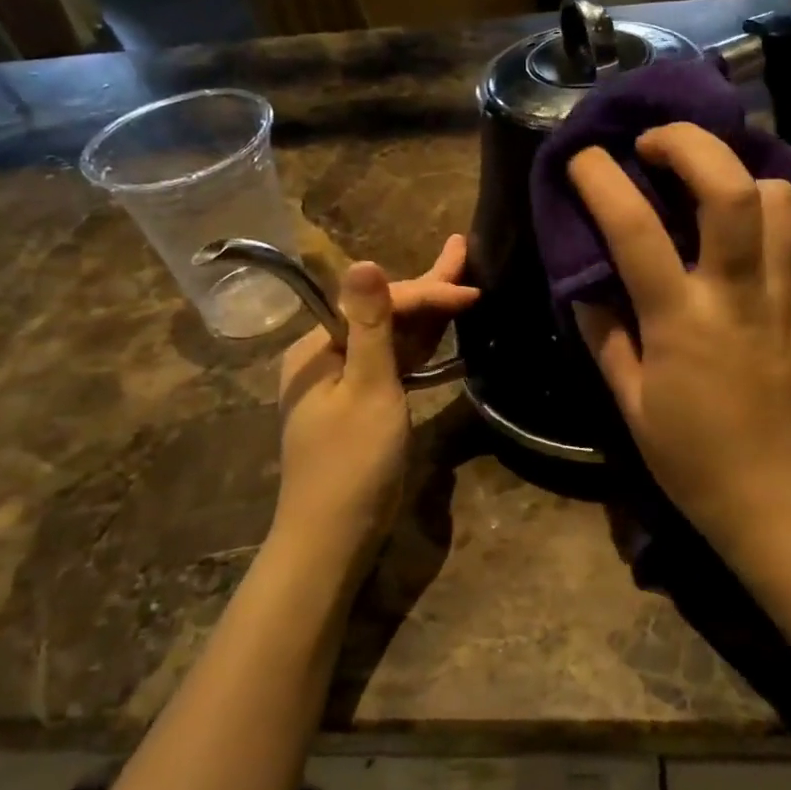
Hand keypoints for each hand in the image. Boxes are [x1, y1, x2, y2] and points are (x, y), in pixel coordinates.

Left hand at [274, 235, 477, 559]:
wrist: (334, 537)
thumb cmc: (352, 464)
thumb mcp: (368, 390)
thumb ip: (371, 326)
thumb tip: (363, 261)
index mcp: (318, 347)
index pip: (380, 304)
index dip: (427, 293)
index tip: (472, 291)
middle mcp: (327, 356)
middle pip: (384, 313)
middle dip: (427, 288)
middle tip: (464, 252)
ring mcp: (345, 381)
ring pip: (392, 337)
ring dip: (427, 311)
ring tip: (459, 279)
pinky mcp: (363, 404)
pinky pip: (394, 364)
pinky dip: (420, 347)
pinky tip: (442, 329)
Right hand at [569, 124, 790, 552]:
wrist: (778, 497)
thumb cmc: (691, 458)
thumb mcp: (629, 402)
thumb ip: (604, 334)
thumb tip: (584, 284)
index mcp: (681, 323)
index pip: (635, 230)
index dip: (603, 181)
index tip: (583, 159)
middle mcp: (737, 295)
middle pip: (730, 188)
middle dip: (690, 143)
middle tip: (654, 141)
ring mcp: (783, 296)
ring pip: (777, 199)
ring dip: (736, 171)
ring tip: (703, 181)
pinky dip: (762, 210)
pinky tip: (735, 228)